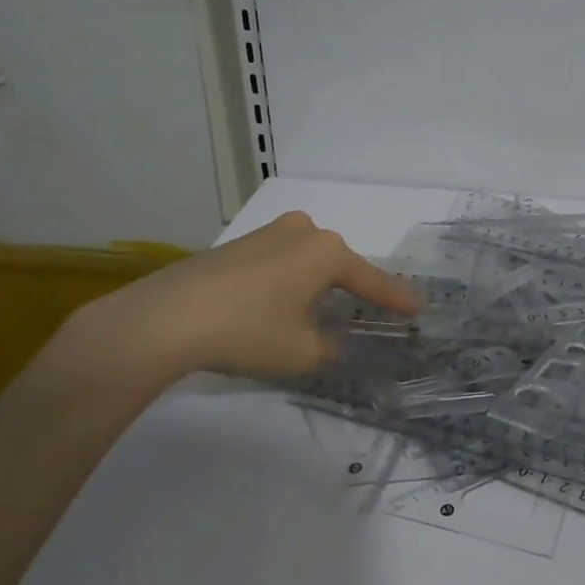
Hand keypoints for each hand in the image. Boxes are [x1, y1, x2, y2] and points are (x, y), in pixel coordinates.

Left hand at [64, 211, 418, 387]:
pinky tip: (274, 306)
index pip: (371, 280)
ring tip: (317, 313)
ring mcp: (267, 233)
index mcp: (327, 252)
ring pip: (306, 260)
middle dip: (351, 289)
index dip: (395, 299)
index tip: (419, 308)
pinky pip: (278, 262)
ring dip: (315, 285)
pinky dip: (286, 282)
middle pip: (338, 265)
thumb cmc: (247, 331)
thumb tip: (336, 344)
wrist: (165, 318)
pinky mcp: (236, 244)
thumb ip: (332, 349)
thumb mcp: (302, 353)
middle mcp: (303, 232)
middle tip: (365, 313)